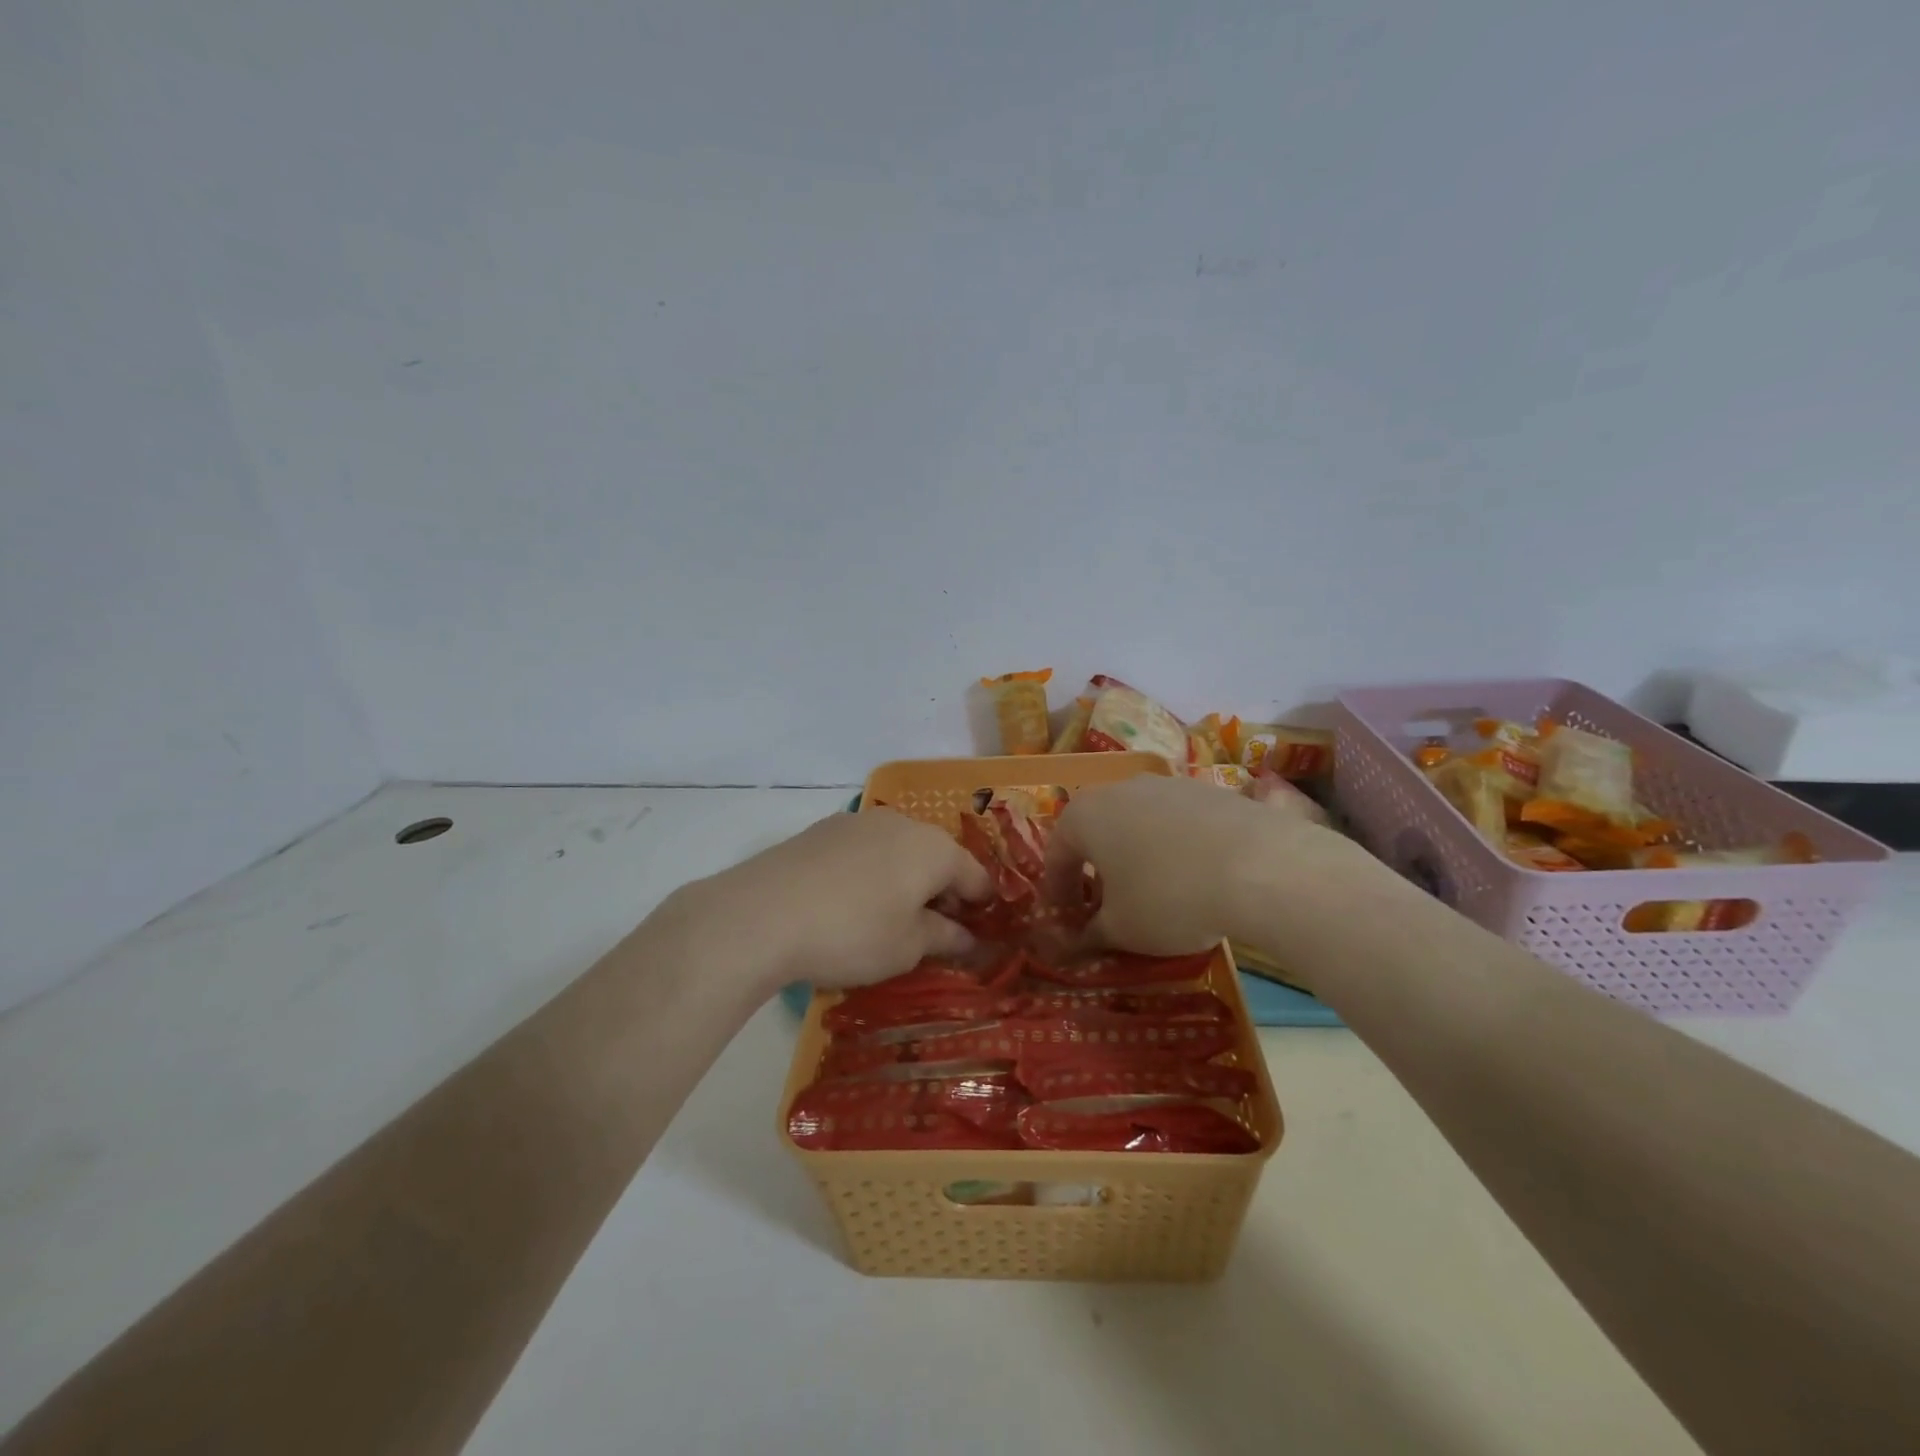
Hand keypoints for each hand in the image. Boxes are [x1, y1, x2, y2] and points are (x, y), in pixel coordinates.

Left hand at [671, 809, 990, 992]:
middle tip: (932, 930)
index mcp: (935, 849)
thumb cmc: (852, 933)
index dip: (981, 905)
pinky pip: (863, 850)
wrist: (762, 914)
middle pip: (937, 856)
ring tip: (889, 916)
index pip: (975, 875)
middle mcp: (903, 824)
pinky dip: (870, 871)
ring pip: (898, 849)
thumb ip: (944, 937)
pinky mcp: (823, 829)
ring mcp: (859, 822)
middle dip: (941, 890)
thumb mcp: (907, 947)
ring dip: (904, 878)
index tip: (978, 933)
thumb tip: (967, 937)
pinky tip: (850, 901)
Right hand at [1044, 774, 1388, 957]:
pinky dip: (1175, 849)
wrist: (1262, 867)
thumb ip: (1088, 935)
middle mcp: (1120, 788)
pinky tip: (1196, 878)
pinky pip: (1178, 823)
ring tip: (1154, 894)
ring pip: (1138, 824)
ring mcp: (1169, 784)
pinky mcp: (1211, 790)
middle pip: (1097, 832)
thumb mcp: (1121, 929)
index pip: (1057, 855)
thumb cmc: (1169, 897)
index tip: (1066, 924)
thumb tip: (1069, 945)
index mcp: (1085, 814)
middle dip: (1097, 872)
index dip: (1058, 893)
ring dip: (1136, 857)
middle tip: (1106, 909)